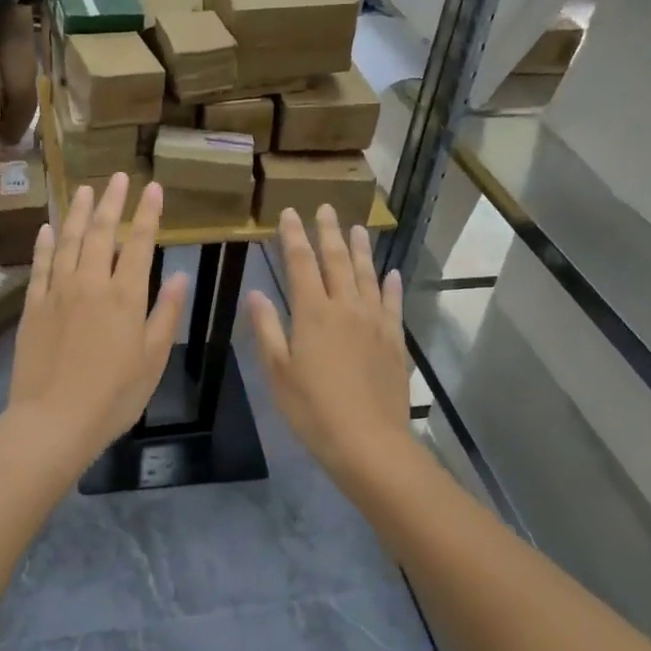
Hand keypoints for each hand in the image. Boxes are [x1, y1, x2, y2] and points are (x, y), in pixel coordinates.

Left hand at [6, 174, 188, 473]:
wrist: (53, 421)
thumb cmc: (113, 396)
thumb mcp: (152, 360)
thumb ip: (165, 314)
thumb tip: (179, 277)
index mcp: (125, 296)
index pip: (139, 243)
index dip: (147, 213)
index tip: (152, 188)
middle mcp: (91, 283)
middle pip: (101, 232)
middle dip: (111, 201)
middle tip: (117, 177)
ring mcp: (57, 292)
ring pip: (68, 241)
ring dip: (77, 212)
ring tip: (84, 189)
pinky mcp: (33, 306)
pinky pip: (40, 265)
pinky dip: (45, 243)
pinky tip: (49, 228)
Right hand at [246, 208, 410, 484]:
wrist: (369, 442)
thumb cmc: (313, 409)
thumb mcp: (278, 371)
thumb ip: (267, 328)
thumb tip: (256, 291)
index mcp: (312, 313)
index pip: (300, 263)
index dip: (293, 236)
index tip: (289, 213)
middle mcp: (345, 307)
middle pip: (336, 260)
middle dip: (328, 232)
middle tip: (325, 208)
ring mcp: (374, 322)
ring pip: (366, 275)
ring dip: (360, 249)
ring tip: (357, 228)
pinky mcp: (395, 340)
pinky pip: (392, 303)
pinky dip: (391, 285)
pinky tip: (391, 273)